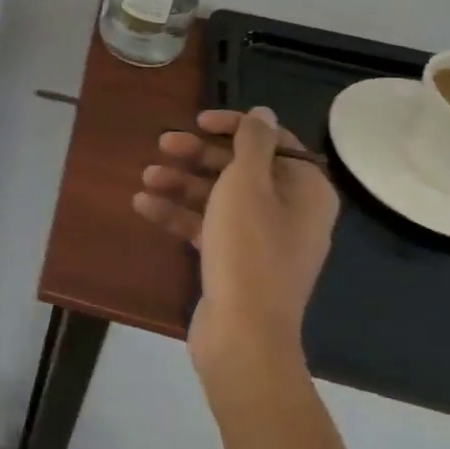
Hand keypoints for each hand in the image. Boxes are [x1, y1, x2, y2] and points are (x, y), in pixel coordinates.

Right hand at [133, 106, 338, 378]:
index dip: (233, 127)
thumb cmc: (249, 249)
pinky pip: (208, 226)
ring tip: (145, 177)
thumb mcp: (248, 184)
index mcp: (305, 189)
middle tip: (162, 144)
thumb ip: (253, 142)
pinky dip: (179, 214)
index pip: (271, 142)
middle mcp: (290, 211)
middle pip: (240, 168)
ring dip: (182, 183)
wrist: (244, 336)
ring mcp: (262, 239)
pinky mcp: (236, 262)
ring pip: (219, 197)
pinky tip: (143, 206)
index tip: (197, 121)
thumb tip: (264, 112)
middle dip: (198, 155)